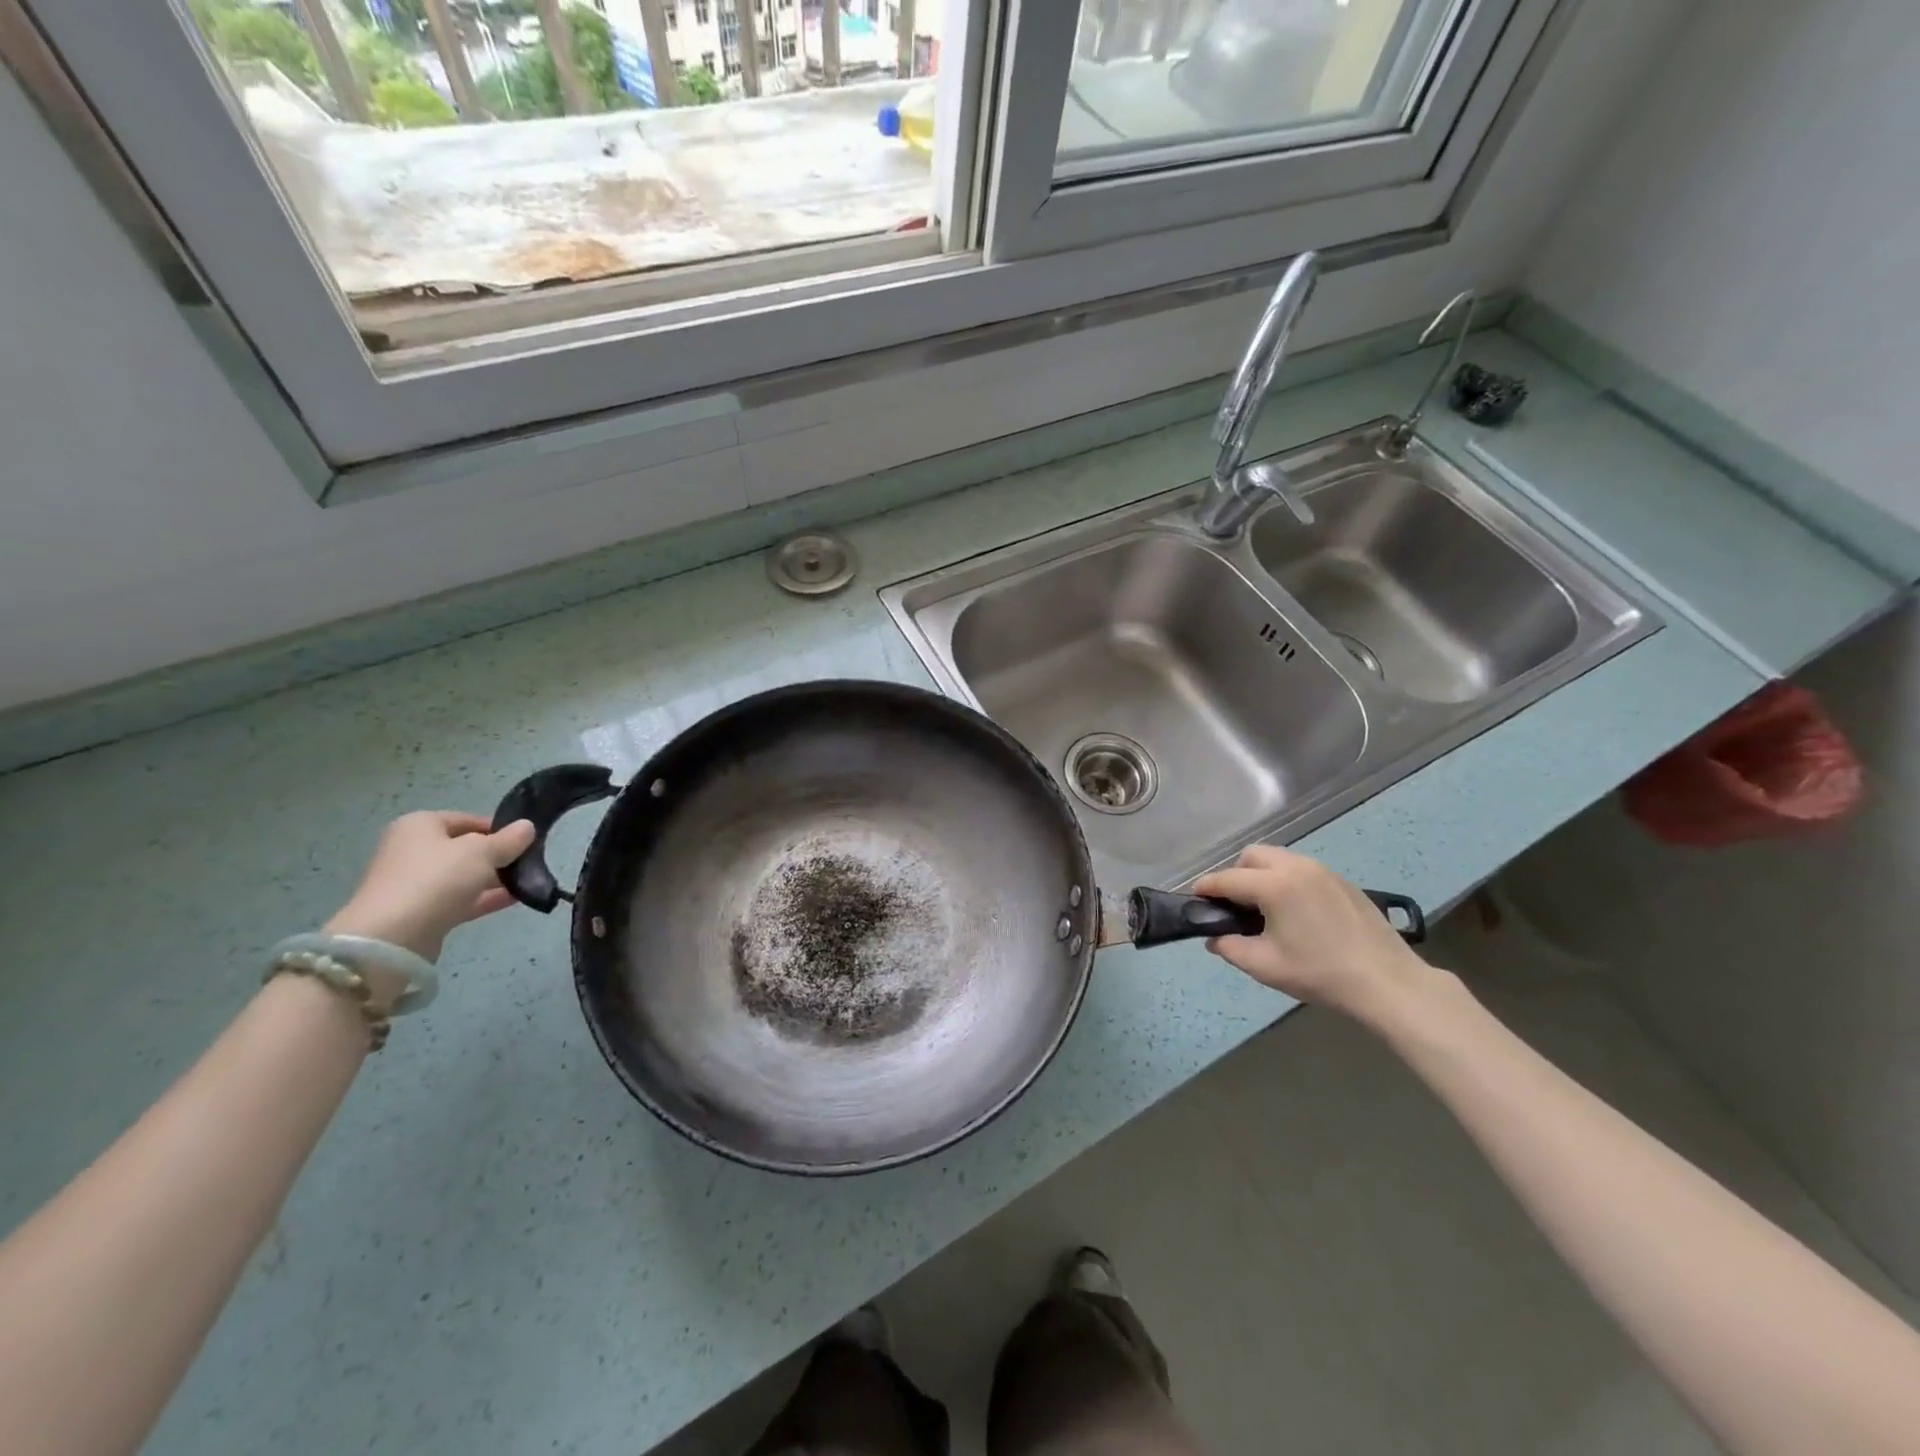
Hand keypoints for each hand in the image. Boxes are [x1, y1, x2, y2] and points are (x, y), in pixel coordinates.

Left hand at [325, 812, 536, 961]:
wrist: (392, 937)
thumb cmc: (436, 879)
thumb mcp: (481, 852)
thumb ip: (508, 840)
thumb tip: (527, 827)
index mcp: (419, 826)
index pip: (467, 820)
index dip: (499, 828)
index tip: (526, 840)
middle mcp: (413, 851)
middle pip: (466, 849)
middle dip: (498, 856)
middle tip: (530, 861)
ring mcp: (416, 884)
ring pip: (464, 876)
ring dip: (495, 878)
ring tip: (529, 881)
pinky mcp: (422, 912)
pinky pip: (461, 899)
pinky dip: (486, 898)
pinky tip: (517, 898)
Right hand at [1193, 845, 1444, 1026]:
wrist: (1387, 982)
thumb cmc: (1320, 973)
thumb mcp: (1265, 966)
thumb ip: (1230, 947)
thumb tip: (1213, 938)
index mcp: (1273, 884)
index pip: (1226, 879)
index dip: (1205, 888)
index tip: (1194, 899)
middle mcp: (1296, 866)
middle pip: (1252, 856)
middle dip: (1235, 874)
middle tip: (1234, 905)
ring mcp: (1322, 870)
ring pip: (1279, 858)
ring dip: (1262, 874)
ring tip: (1264, 908)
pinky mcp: (1342, 881)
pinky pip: (1302, 869)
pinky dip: (1287, 879)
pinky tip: (1295, 911)